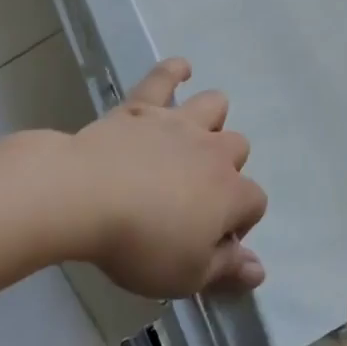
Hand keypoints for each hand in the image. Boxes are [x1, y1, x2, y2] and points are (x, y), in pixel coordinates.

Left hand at [61, 59, 267, 299]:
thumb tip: (259, 270)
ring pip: (215, 106)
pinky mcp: (144, 106)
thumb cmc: (141, 243)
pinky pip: (165, 77)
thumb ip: (226, 270)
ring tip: (194, 138)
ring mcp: (179, 123)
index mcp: (230, 192)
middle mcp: (214, 150)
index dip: (240, 224)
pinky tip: (181, 70)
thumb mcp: (186, 275)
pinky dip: (174, 71)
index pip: (255, 203)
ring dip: (211, 119)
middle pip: (238, 149)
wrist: (88, 196)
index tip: (212, 243)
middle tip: (195, 197)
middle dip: (226, 170)